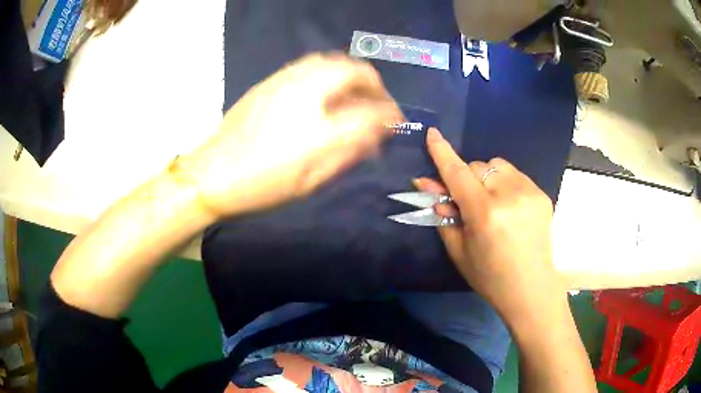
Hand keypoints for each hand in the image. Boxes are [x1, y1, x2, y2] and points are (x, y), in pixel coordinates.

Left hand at [186, 53, 403, 217]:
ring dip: (351, 73)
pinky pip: (308, 65)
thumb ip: (347, 152)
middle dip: (374, 84)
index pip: (370, 111)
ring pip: (330, 62)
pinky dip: (328, 71)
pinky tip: (325, 89)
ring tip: (355, 92)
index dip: (389, 114)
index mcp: (319, 128)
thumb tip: (373, 136)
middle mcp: (306, 94)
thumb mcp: (311, 179)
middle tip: (378, 102)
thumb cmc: (262, 184)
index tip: (394, 121)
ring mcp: (285, 82)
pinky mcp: (270, 81)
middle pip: (353, 71)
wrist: (212, 174)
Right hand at [417, 128, 563, 322]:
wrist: (531, 288)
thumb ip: (443, 214)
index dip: (443, 152)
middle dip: (467, 177)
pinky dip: (505, 183)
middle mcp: (509, 195)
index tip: (433, 133)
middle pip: (478, 166)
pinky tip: (509, 206)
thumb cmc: (490, 277)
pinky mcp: (542, 194)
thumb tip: (427, 185)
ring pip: (498, 166)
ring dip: (487, 177)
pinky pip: (515, 175)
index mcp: (485, 213)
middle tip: (468, 201)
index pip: (458, 173)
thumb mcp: (459, 250)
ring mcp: (529, 192)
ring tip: (491, 202)